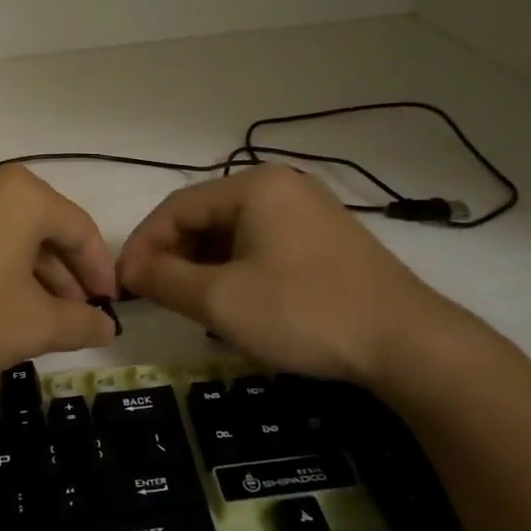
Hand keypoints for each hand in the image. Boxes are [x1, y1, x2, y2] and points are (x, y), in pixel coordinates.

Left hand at [0, 166, 118, 378]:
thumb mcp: (31, 326)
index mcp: (25, 196)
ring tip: (36, 321)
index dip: (101, 273)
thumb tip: (107, 326)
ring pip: (9, 237)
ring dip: (31, 277)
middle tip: (74, 319)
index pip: (81, 230)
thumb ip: (79, 324)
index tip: (109, 309)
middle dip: (64, 278)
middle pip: (44, 230)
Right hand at [116, 166, 458, 386]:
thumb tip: (129, 269)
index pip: (176, 207)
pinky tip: (236, 306)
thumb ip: (164, 279)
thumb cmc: (303, 313)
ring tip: (193, 307)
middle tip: (156, 299)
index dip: (143, 246)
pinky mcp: (326, 241)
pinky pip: (263, 247)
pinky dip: (237, 272)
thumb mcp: (221, 301)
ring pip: (234, 235)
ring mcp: (308, 213)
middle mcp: (281, 187)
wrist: (406, 343)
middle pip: (206, 218)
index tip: (124, 286)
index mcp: (254, 187)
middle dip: (174, 258)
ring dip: (204, 268)